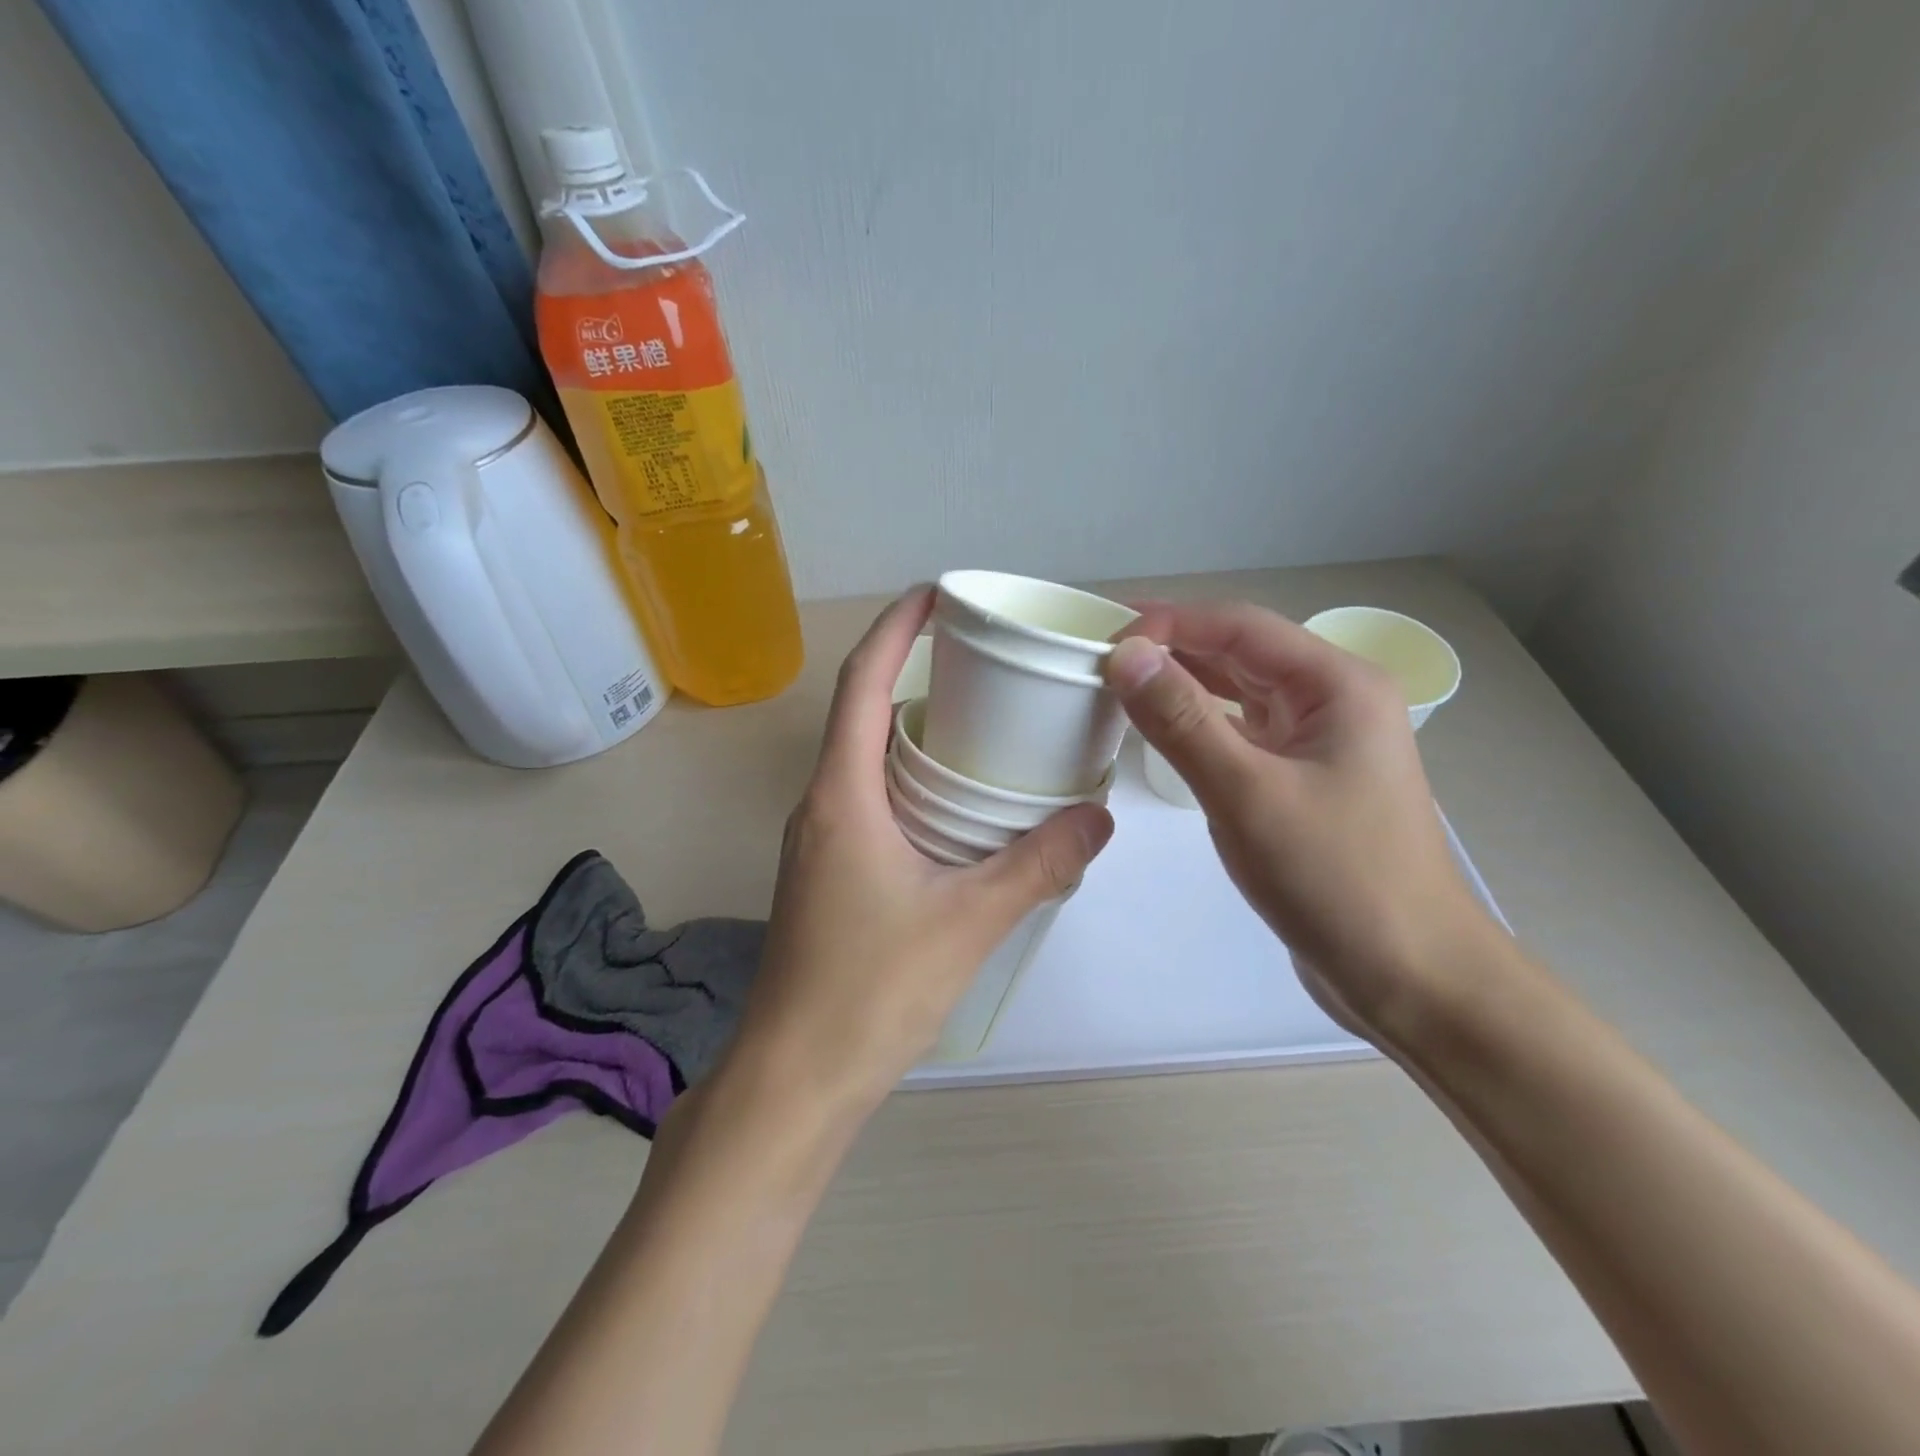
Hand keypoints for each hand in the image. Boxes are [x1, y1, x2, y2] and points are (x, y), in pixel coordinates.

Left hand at [731, 586, 1113, 1116]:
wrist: (796, 1077)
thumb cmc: (870, 991)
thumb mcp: (968, 921)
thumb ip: (1037, 865)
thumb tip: (1097, 817)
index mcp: (842, 797)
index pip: (861, 685)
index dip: (894, 630)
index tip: (935, 594)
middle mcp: (821, 806)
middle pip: (862, 715)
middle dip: (911, 673)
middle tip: (979, 661)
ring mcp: (819, 842)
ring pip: (865, 761)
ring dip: (911, 730)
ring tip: (978, 722)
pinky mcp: (828, 874)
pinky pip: (868, 801)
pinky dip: (909, 780)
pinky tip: (956, 806)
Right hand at [1106, 600, 1493, 1046]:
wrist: (1410, 975)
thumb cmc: (1336, 879)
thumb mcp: (1247, 794)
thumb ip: (1182, 720)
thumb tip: (1126, 655)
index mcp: (1336, 684)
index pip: (1238, 626)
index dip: (1168, 623)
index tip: (1103, 641)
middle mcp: (1333, 700)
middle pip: (1240, 652)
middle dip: (1171, 648)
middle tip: (1098, 658)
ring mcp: (1320, 741)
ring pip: (1240, 692)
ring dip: (1183, 685)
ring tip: (1118, 686)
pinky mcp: (1304, 780)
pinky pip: (1243, 733)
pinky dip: (1199, 725)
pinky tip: (1160, 732)